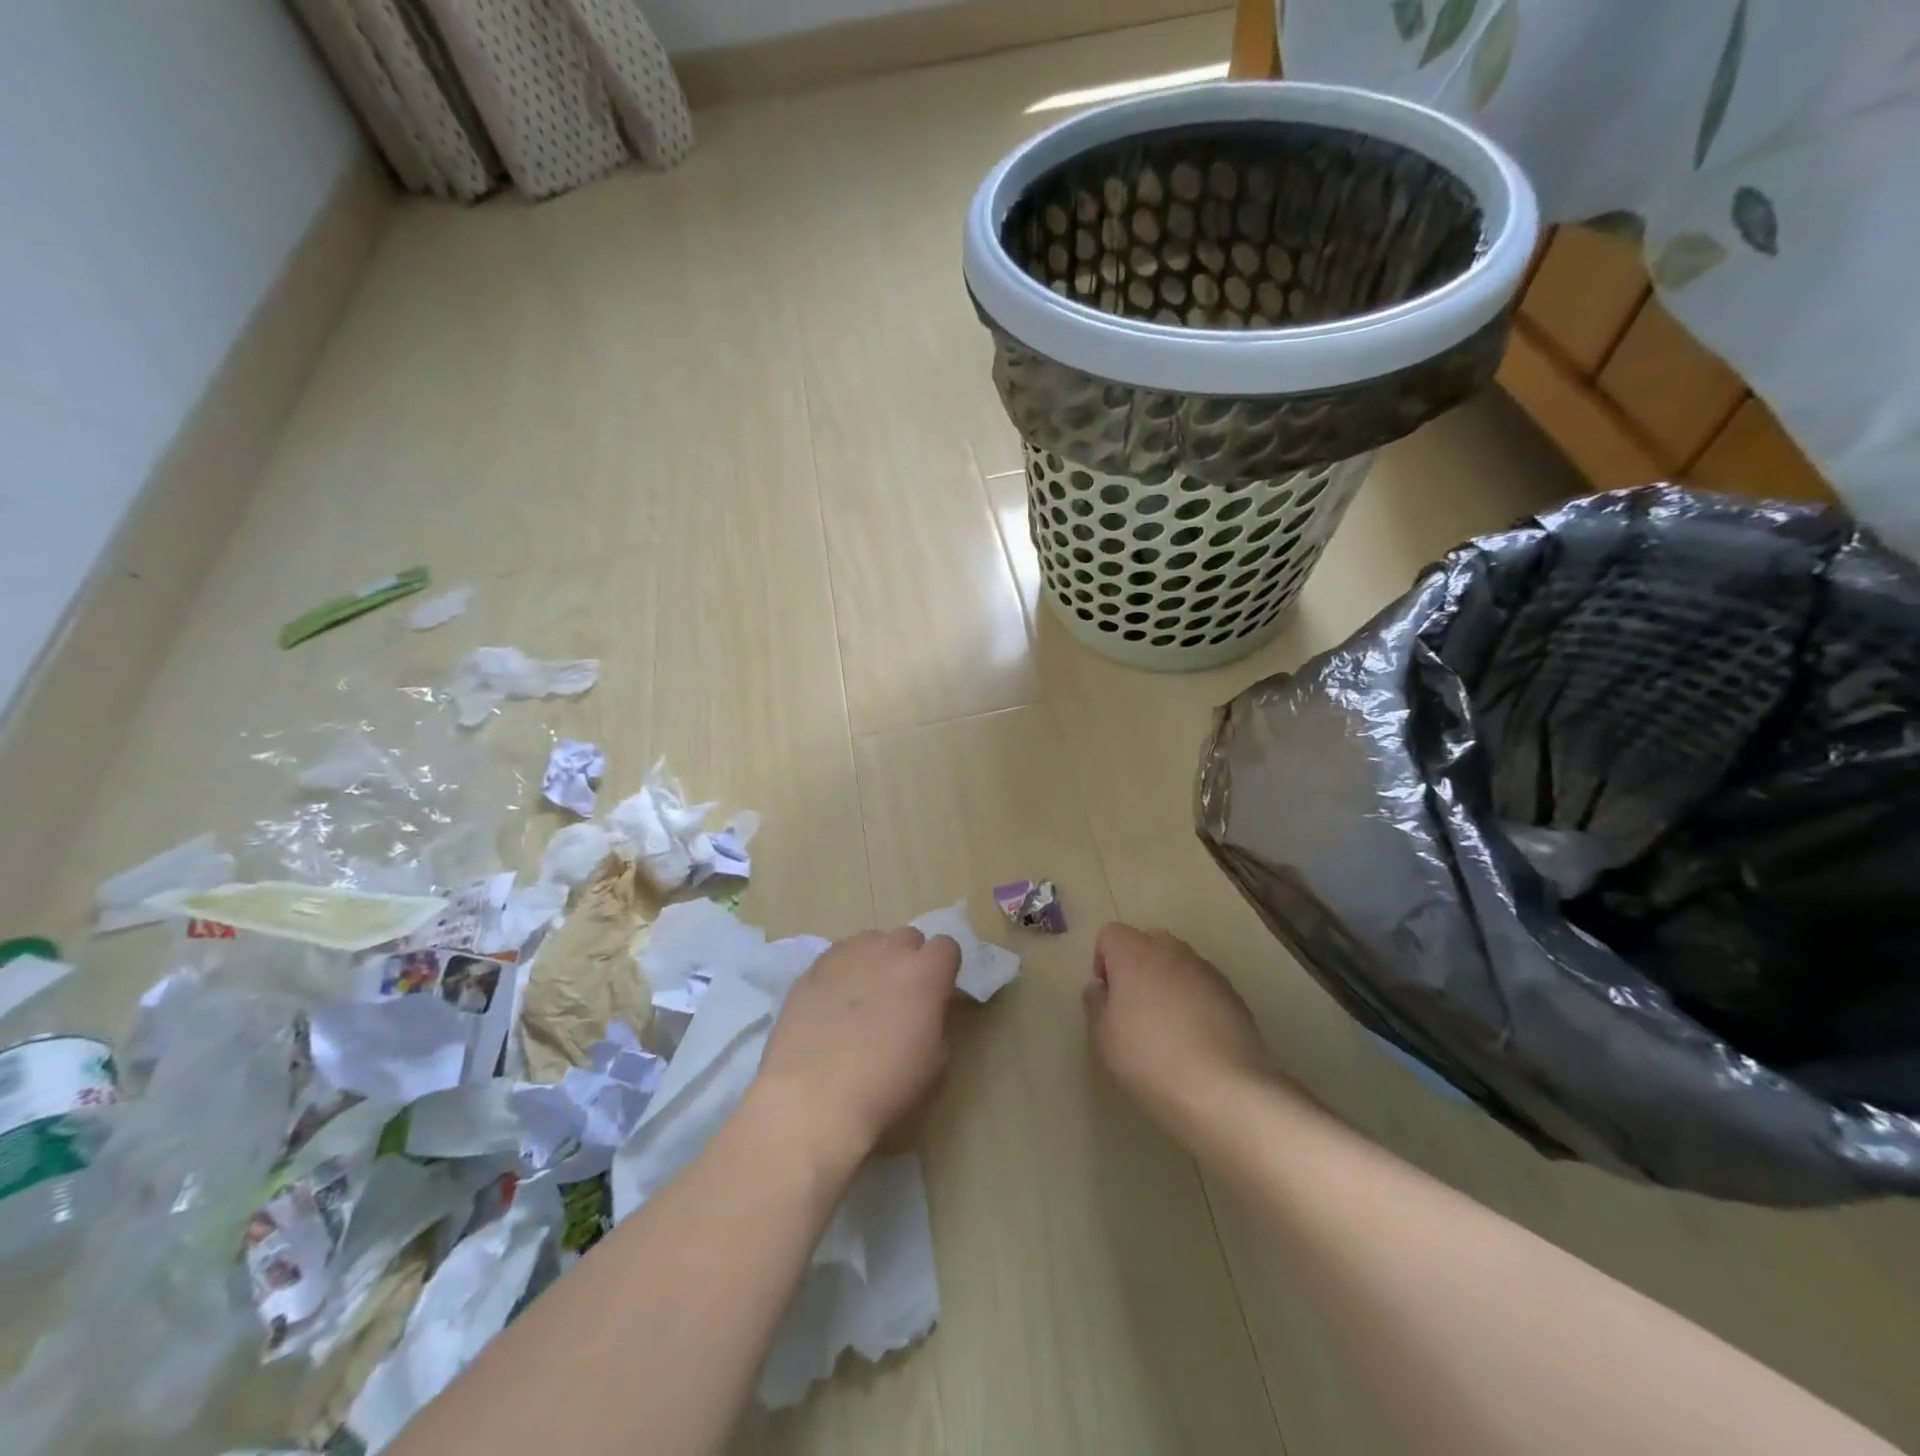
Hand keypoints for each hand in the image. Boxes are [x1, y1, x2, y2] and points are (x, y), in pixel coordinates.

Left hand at [749, 927, 961, 1173]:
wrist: (812, 1100)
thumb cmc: (886, 1088)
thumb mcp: (936, 1064)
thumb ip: (936, 1022)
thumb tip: (926, 1012)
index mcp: (925, 973)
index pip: (946, 946)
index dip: (943, 970)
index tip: (936, 995)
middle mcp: (888, 951)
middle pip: (908, 938)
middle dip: (909, 960)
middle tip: (900, 997)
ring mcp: (846, 955)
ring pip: (870, 942)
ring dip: (875, 962)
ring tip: (862, 998)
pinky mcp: (812, 968)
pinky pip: (837, 958)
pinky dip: (842, 973)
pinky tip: (831, 1005)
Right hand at [1084, 923, 1269, 1136]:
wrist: (1222, 1088)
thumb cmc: (1149, 1059)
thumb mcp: (1103, 1038)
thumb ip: (1095, 1004)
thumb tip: (1100, 988)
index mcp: (1134, 954)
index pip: (1111, 933)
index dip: (1103, 960)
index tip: (1108, 996)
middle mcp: (1171, 951)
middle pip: (1147, 941)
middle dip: (1137, 965)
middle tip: (1135, 1007)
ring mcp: (1206, 970)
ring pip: (1178, 962)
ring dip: (1168, 981)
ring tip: (1169, 1026)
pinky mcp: (1233, 994)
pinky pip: (1203, 985)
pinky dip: (1195, 999)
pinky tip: (1196, 1038)